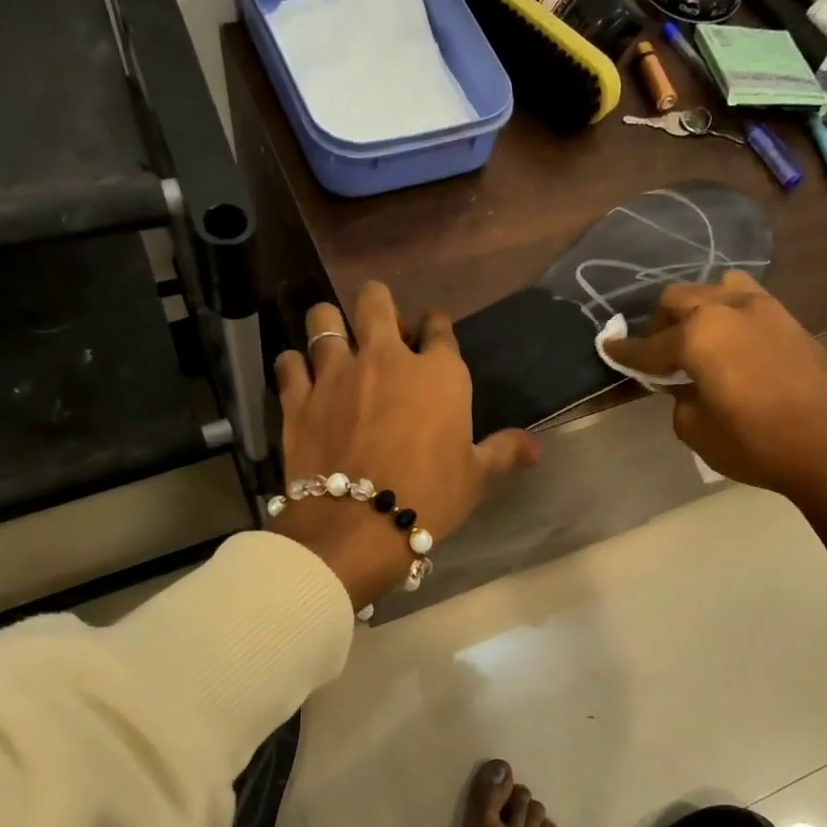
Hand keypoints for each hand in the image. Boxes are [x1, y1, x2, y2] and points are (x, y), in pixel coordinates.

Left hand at [273, 282, 539, 608]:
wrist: (359, 525)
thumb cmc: (430, 497)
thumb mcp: (475, 477)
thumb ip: (504, 451)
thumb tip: (537, 447)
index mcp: (437, 372)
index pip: (439, 327)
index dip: (435, 327)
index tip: (431, 336)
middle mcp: (385, 358)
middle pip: (376, 301)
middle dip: (378, 305)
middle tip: (379, 327)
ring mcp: (336, 373)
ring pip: (323, 320)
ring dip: (329, 324)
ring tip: (332, 339)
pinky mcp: (298, 398)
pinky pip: (289, 363)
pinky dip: (294, 365)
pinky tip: (300, 376)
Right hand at [603, 271, 826, 504]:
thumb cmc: (752, 442)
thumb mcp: (694, 428)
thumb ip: (678, 396)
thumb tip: (684, 384)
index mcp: (696, 337)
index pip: (648, 345)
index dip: (625, 352)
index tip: (607, 348)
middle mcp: (725, 310)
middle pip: (677, 299)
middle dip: (659, 324)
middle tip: (657, 353)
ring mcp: (761, 308)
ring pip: (714, 288)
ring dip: (696, 308)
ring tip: (697, 337)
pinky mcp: (786, 318)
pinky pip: (746, 298)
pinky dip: (727, 311)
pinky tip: (729, 337)